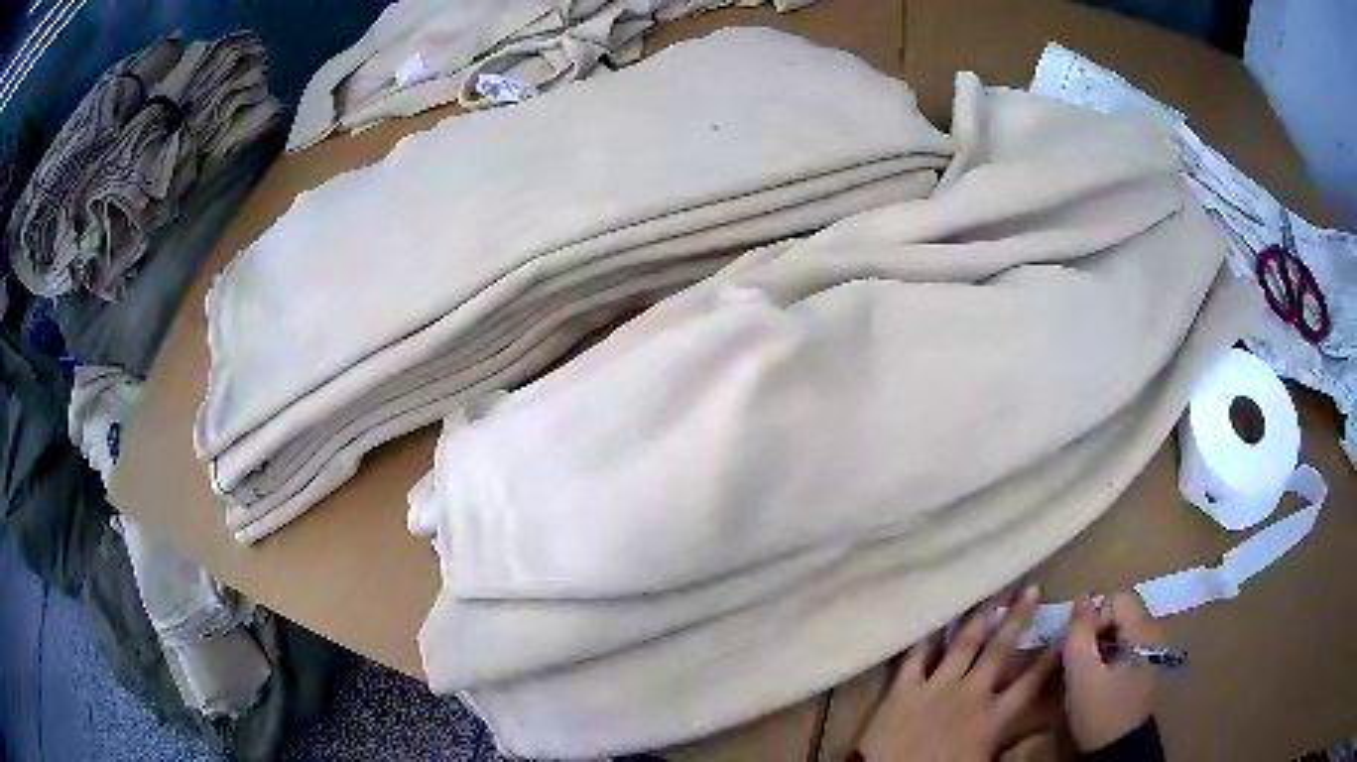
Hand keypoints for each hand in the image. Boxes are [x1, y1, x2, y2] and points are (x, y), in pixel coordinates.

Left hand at [856, 585, 1059, 761]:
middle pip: (999, 649)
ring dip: (980, 615)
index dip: (1050, 654)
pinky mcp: (902, 688)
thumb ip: (1015, 749)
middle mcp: (970, 693)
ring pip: (964, 643)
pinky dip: (926, 635)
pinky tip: (935, 613)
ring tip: (993, 590)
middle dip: (1018, 617)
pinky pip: (916, 655)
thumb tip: (1043, 732)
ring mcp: (935, 686)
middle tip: (1031, 587)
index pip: (1030, 680)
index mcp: (994, 717)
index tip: (1066, 627)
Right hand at [1061, 592, 1161, 752]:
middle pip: (1118, 612)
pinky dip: (1105, 656)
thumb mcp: (1082, 676)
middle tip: (1075, 660)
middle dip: (1093, 632)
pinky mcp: (1143, 666)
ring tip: (1081, 672)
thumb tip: (1081, 598)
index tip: (1077, 649)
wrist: (1117, 750)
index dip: (1092, 618)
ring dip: (1096, 645)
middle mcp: (1151, 633)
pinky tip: (1094, 680)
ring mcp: (1149, 650)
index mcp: (1142, 630)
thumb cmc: (1101, 713)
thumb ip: (1079, 635)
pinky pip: (1122, 646)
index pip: (1116, 599)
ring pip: (1118, 630)